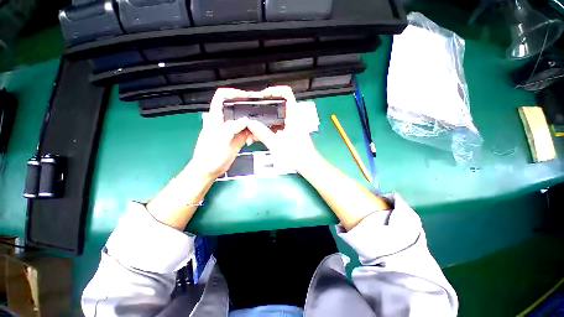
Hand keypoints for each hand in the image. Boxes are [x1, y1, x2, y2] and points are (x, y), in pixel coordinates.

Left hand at [147, 88, 253, 229]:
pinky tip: (254, 140)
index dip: (233, 93)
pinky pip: (247, 132)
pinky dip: (253, 134)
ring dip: (252, 125)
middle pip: (237, 108)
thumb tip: (246, 120)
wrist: (209, 170)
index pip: (221, 97)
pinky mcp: (237, 138)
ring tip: (256, 133)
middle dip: (248, 110)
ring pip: (244, 121)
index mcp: (216, 118)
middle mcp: (225, 121)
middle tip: (259, 115)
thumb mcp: (220, 141)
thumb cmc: (209, 156)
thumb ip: (232, 129)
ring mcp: (232, 130)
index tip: (246, 96)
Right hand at [246, 86, 320, 172]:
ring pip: (275, 117)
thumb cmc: (296, 155)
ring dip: (264, 122)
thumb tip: (250, 123)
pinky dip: (268, 129)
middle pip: (277, 105)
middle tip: (252, 114)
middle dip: (263, 109)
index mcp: (293, 116)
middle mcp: (293, 118)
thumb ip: (262, 133)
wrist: (307, 165)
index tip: (262, 96)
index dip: (274, 90)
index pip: (286, 93)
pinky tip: (258, 137)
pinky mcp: (289, 131)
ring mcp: (291, 125)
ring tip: (252, 132)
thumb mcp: (276, 144)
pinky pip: (277, 126)